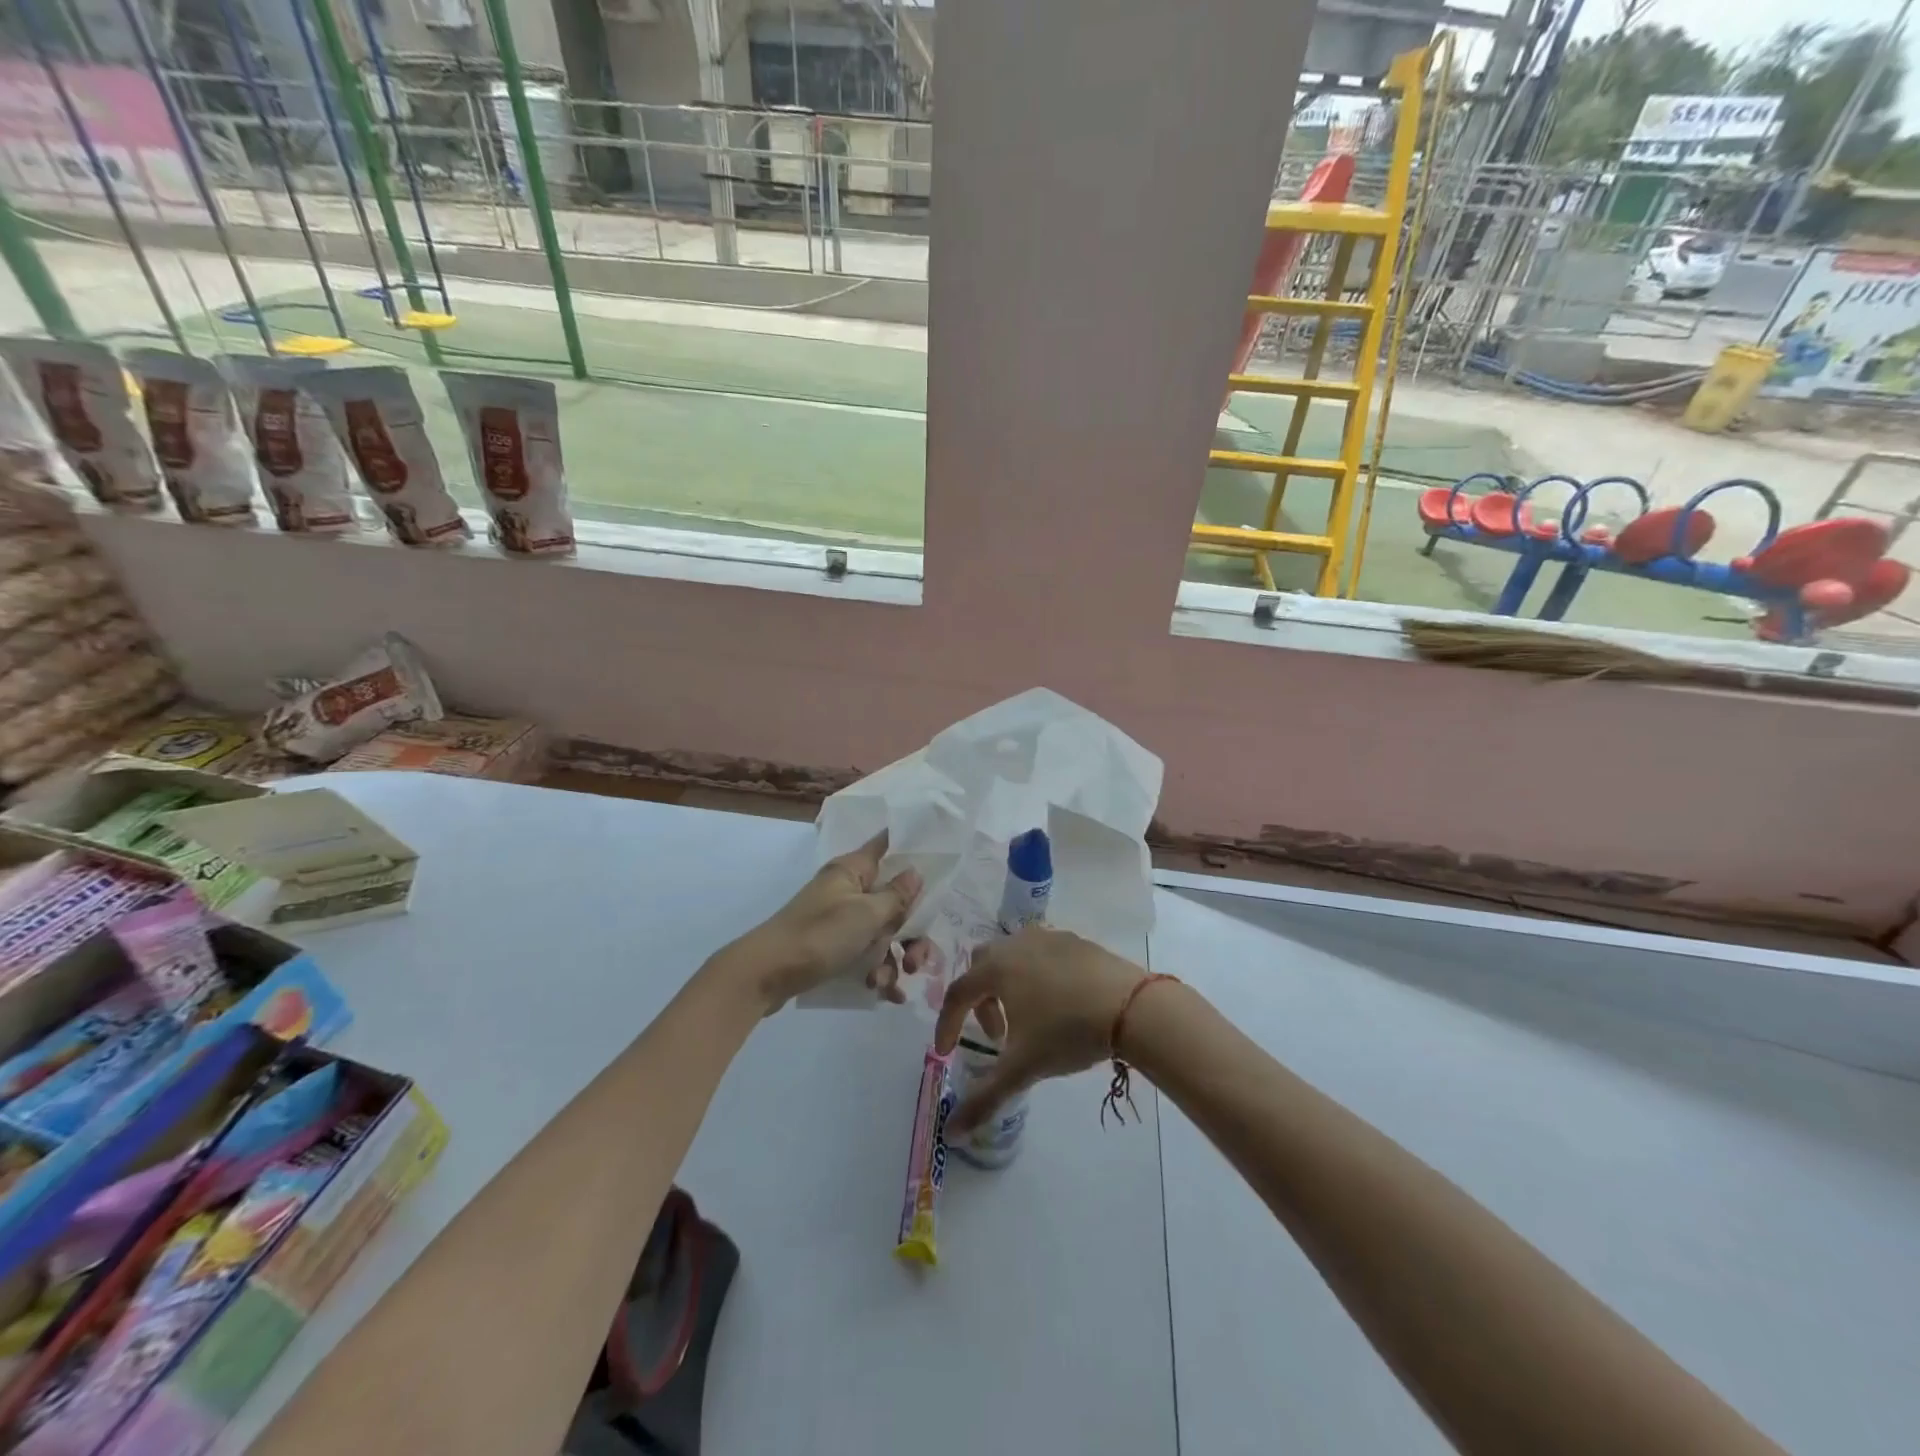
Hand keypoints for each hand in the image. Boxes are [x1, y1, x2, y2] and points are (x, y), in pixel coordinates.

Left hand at [726, 834, 922, 1012]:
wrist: (765, 976)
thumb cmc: (819, 935)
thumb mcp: (866, 915)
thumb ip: (896, 896)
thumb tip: (914, 872)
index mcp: (853, 871)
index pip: (886, 846)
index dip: (910, 849)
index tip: (938, 859)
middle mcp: (848, 890)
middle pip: (893, 900)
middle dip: (910, 932)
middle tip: (917, 959)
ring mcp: (840, 920)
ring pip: (882, 933)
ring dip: (893, 959)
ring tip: (890, 983)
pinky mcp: (833, 947)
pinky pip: (865, 955)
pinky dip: (878, 972)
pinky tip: (887, 994)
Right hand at [933, 928, 1143, 1134]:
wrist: (1130, 1006)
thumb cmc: (1067, 1031)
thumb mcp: (1023, 1068)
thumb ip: (984, 1099)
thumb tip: (951, 1132)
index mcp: (995, 968)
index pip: (958, 993)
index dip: (947, 1023)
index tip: (947, 1052)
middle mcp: (1015, 944)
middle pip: (982, 966)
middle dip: (980, 1001)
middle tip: (997, 1034)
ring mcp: (1048, 938)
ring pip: (1013, 956)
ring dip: (1008, 986)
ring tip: (1028, 1019)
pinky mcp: (1075, 941)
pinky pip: (1042, 954)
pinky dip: (1036, 975)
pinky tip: (1058, 1002)